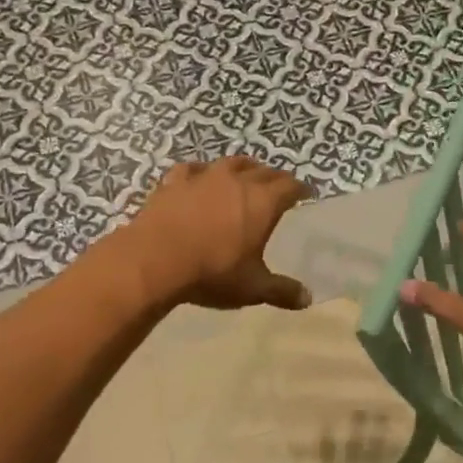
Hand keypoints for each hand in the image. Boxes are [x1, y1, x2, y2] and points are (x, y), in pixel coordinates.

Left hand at [121, 157, 314, 310]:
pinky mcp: (175, 181)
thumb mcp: (252, 287)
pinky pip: (193, 169)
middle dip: (274, 177)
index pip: (289, 186)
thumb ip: (281, 291)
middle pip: (263, 171)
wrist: (155, 260)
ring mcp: (204, 177)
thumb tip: (307, 299)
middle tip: (279, 186)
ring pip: (230, 163)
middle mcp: (237, 181)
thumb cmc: (212, 272)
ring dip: (243, 167)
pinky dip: (202, 172)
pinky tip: (199, 177)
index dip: (300, 189)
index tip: (306, 193)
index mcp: (262, 202)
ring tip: (245, 174)